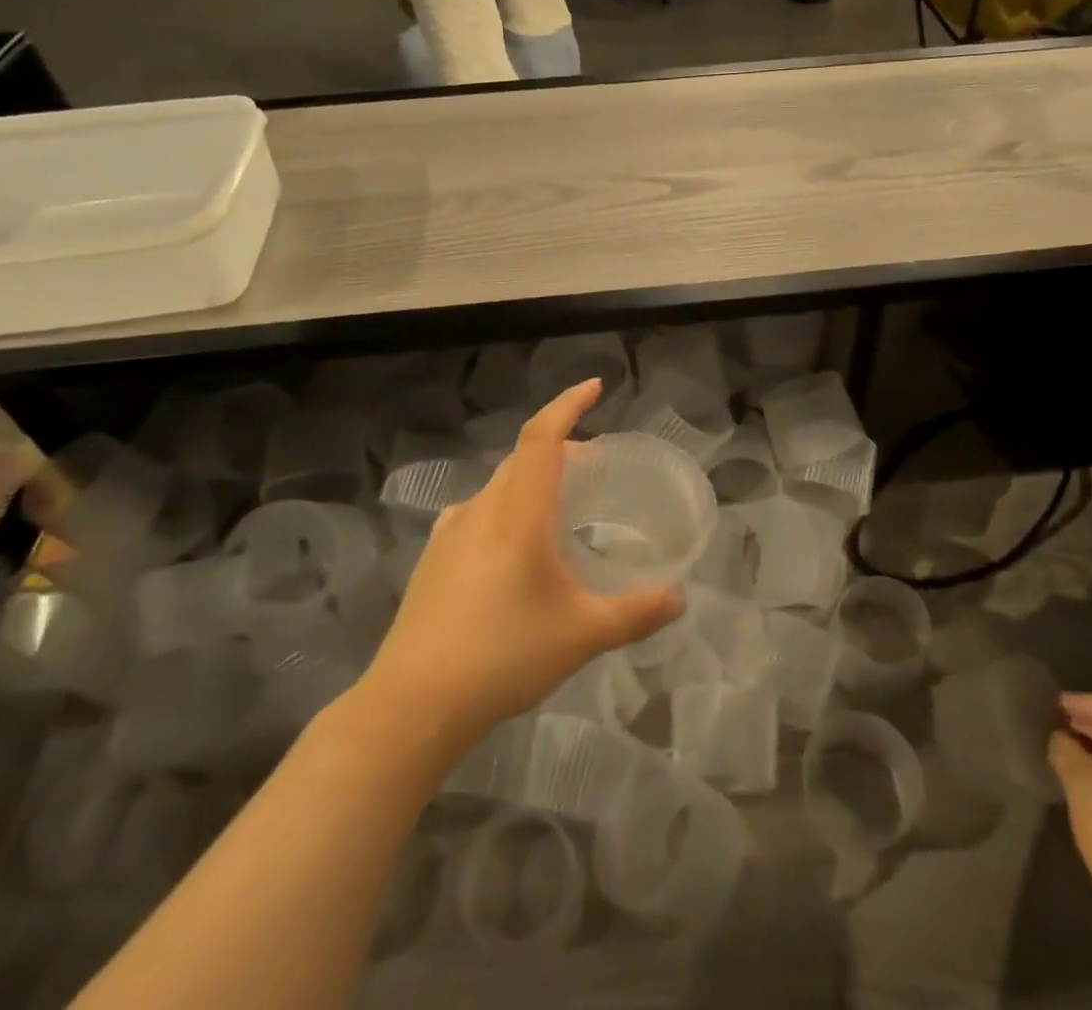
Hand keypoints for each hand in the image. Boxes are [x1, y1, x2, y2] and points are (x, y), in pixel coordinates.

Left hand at [361, 380, 681, 747]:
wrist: (413, 704)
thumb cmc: (504, 655)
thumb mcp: (582, 635)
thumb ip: (635, 613)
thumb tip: (678, 600)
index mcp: (519, 513)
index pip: (542, 437)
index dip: (568, 404)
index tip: (596, 386)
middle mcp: (482, 510)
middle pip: (522, 458)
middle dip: (560, 448)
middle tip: (594, 464)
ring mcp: (451, 533)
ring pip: (499, 486)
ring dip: (531, 480)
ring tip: (558, 506)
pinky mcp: (433, 559)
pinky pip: (478, 513)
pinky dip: (506, 508)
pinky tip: (512, 545)